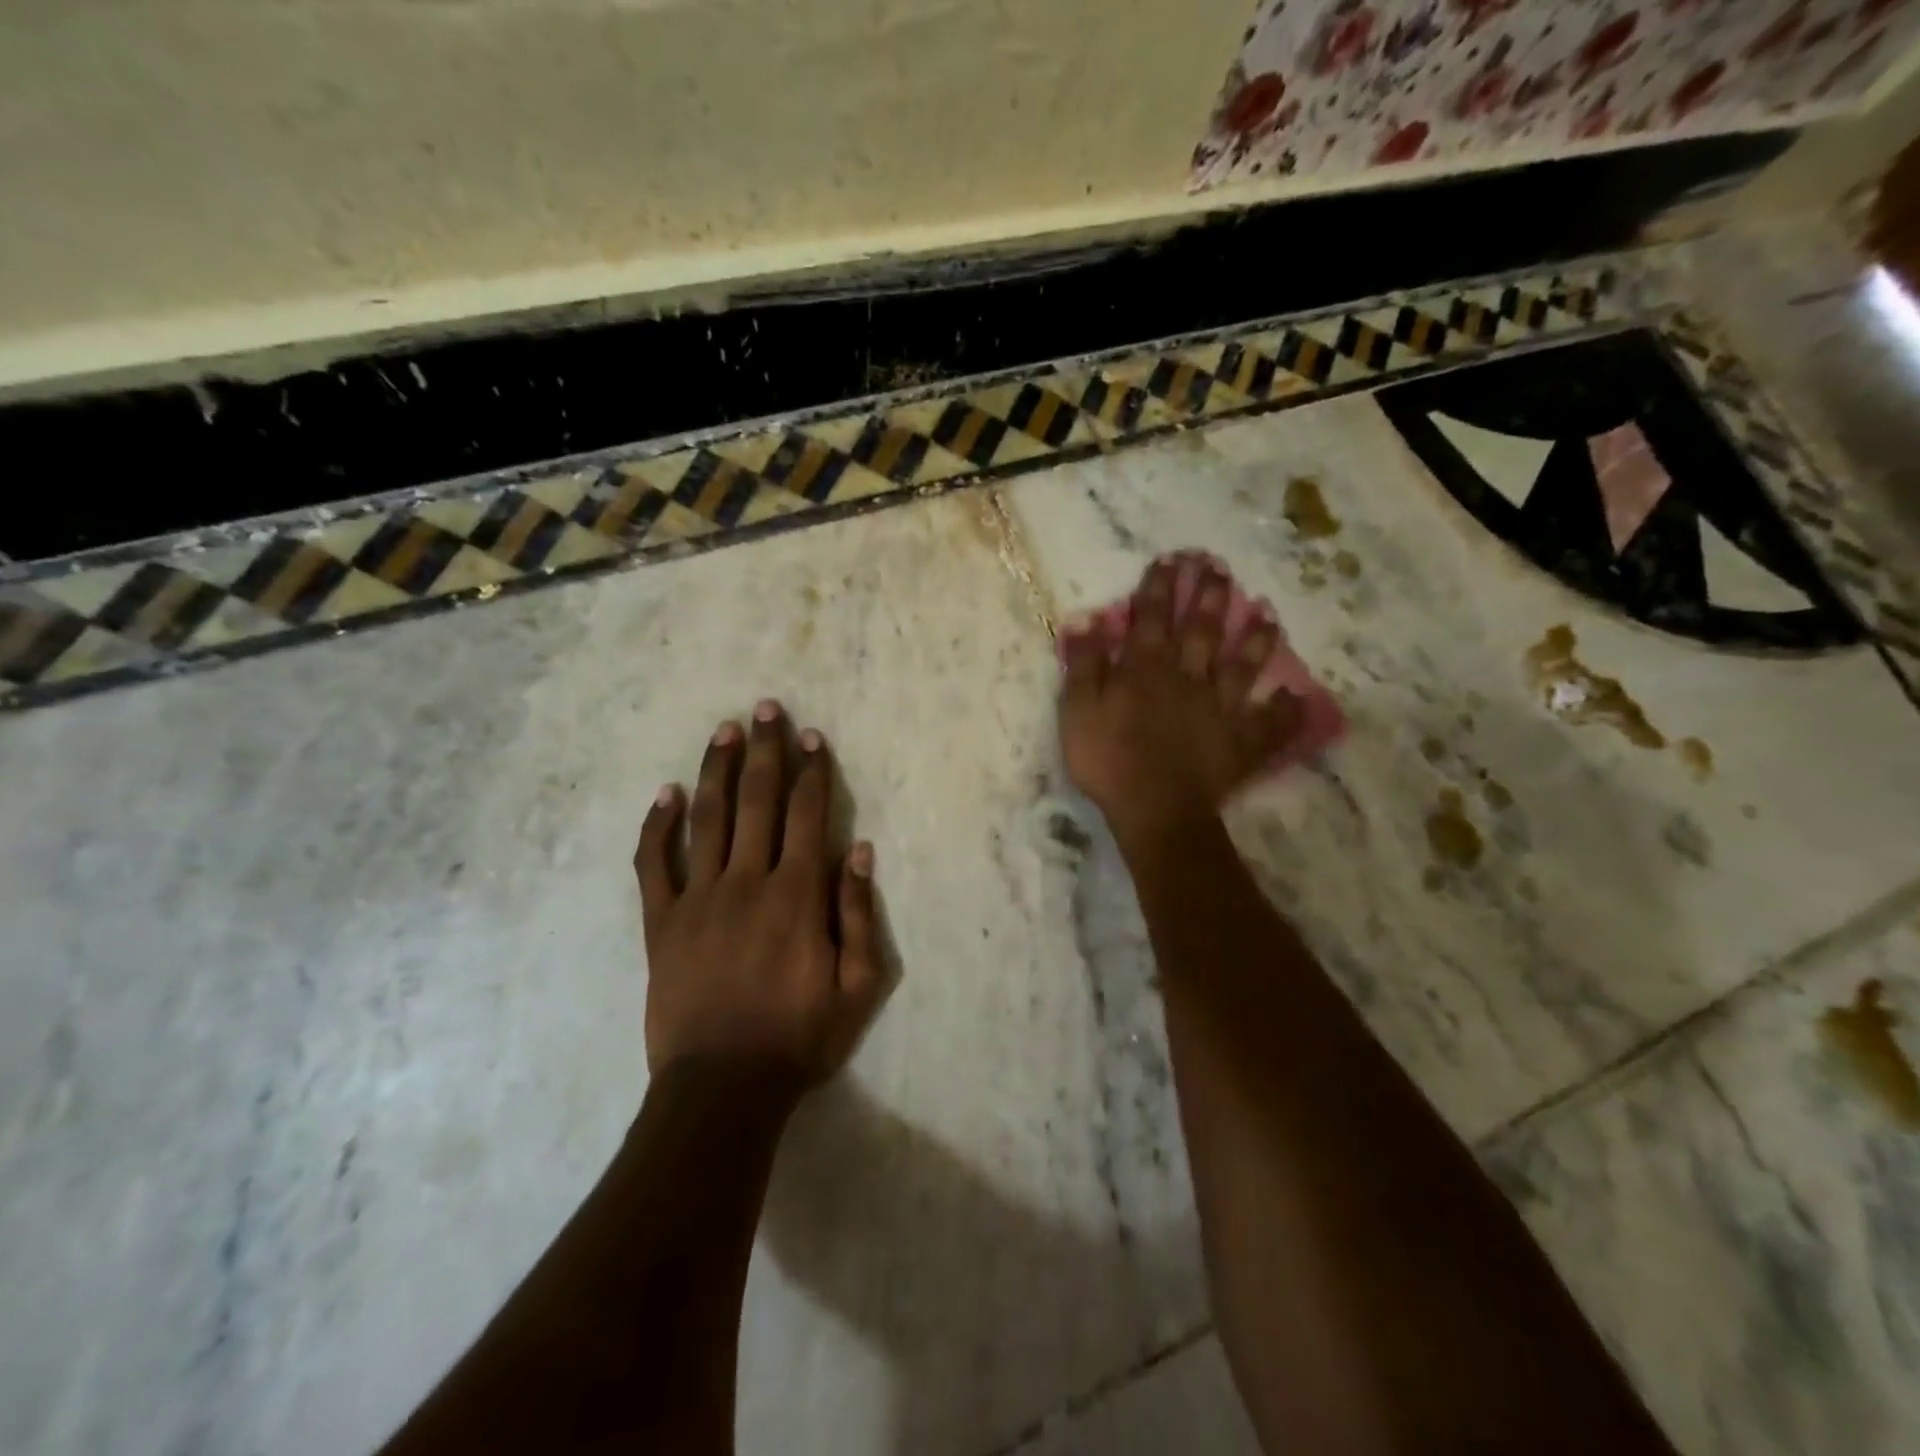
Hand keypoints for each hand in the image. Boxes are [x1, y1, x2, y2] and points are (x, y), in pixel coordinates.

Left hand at [634, 701, 884, 1092]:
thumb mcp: (858, 987)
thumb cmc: (799, 1037)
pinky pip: (654, 864)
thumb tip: (860, 851)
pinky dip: (657, 827)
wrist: (722, 1088)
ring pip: (707, 818)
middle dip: (765, 751)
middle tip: (766, 708)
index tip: (811, 737)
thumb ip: (860, 915)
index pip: (808, 815)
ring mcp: (697, 899)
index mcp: (797, 896)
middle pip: (757, 801)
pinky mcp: (661, 923)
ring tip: (725, 730)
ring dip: (716, 769)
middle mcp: (747, 882)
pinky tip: (664, 794)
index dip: (812, 771)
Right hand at [1059, 554, 1298, 838]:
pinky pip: (1269, 723)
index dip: (1159, 587)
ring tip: (1268, 614)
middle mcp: (1188, 679)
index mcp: (1146, 670)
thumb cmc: (1109, 762)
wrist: (1156, 812)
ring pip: (1242, 667)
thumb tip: (1088, 619)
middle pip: (1200, 631)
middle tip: (1219, 568)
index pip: (1151, 619)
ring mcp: (1220, 709)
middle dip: (1209, 596)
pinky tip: (1297, 696)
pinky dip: (1285, 710)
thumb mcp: (1079, 712)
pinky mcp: (1241, 742)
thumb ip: (1085, 665)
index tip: (1170, 560)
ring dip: (1255, 640)